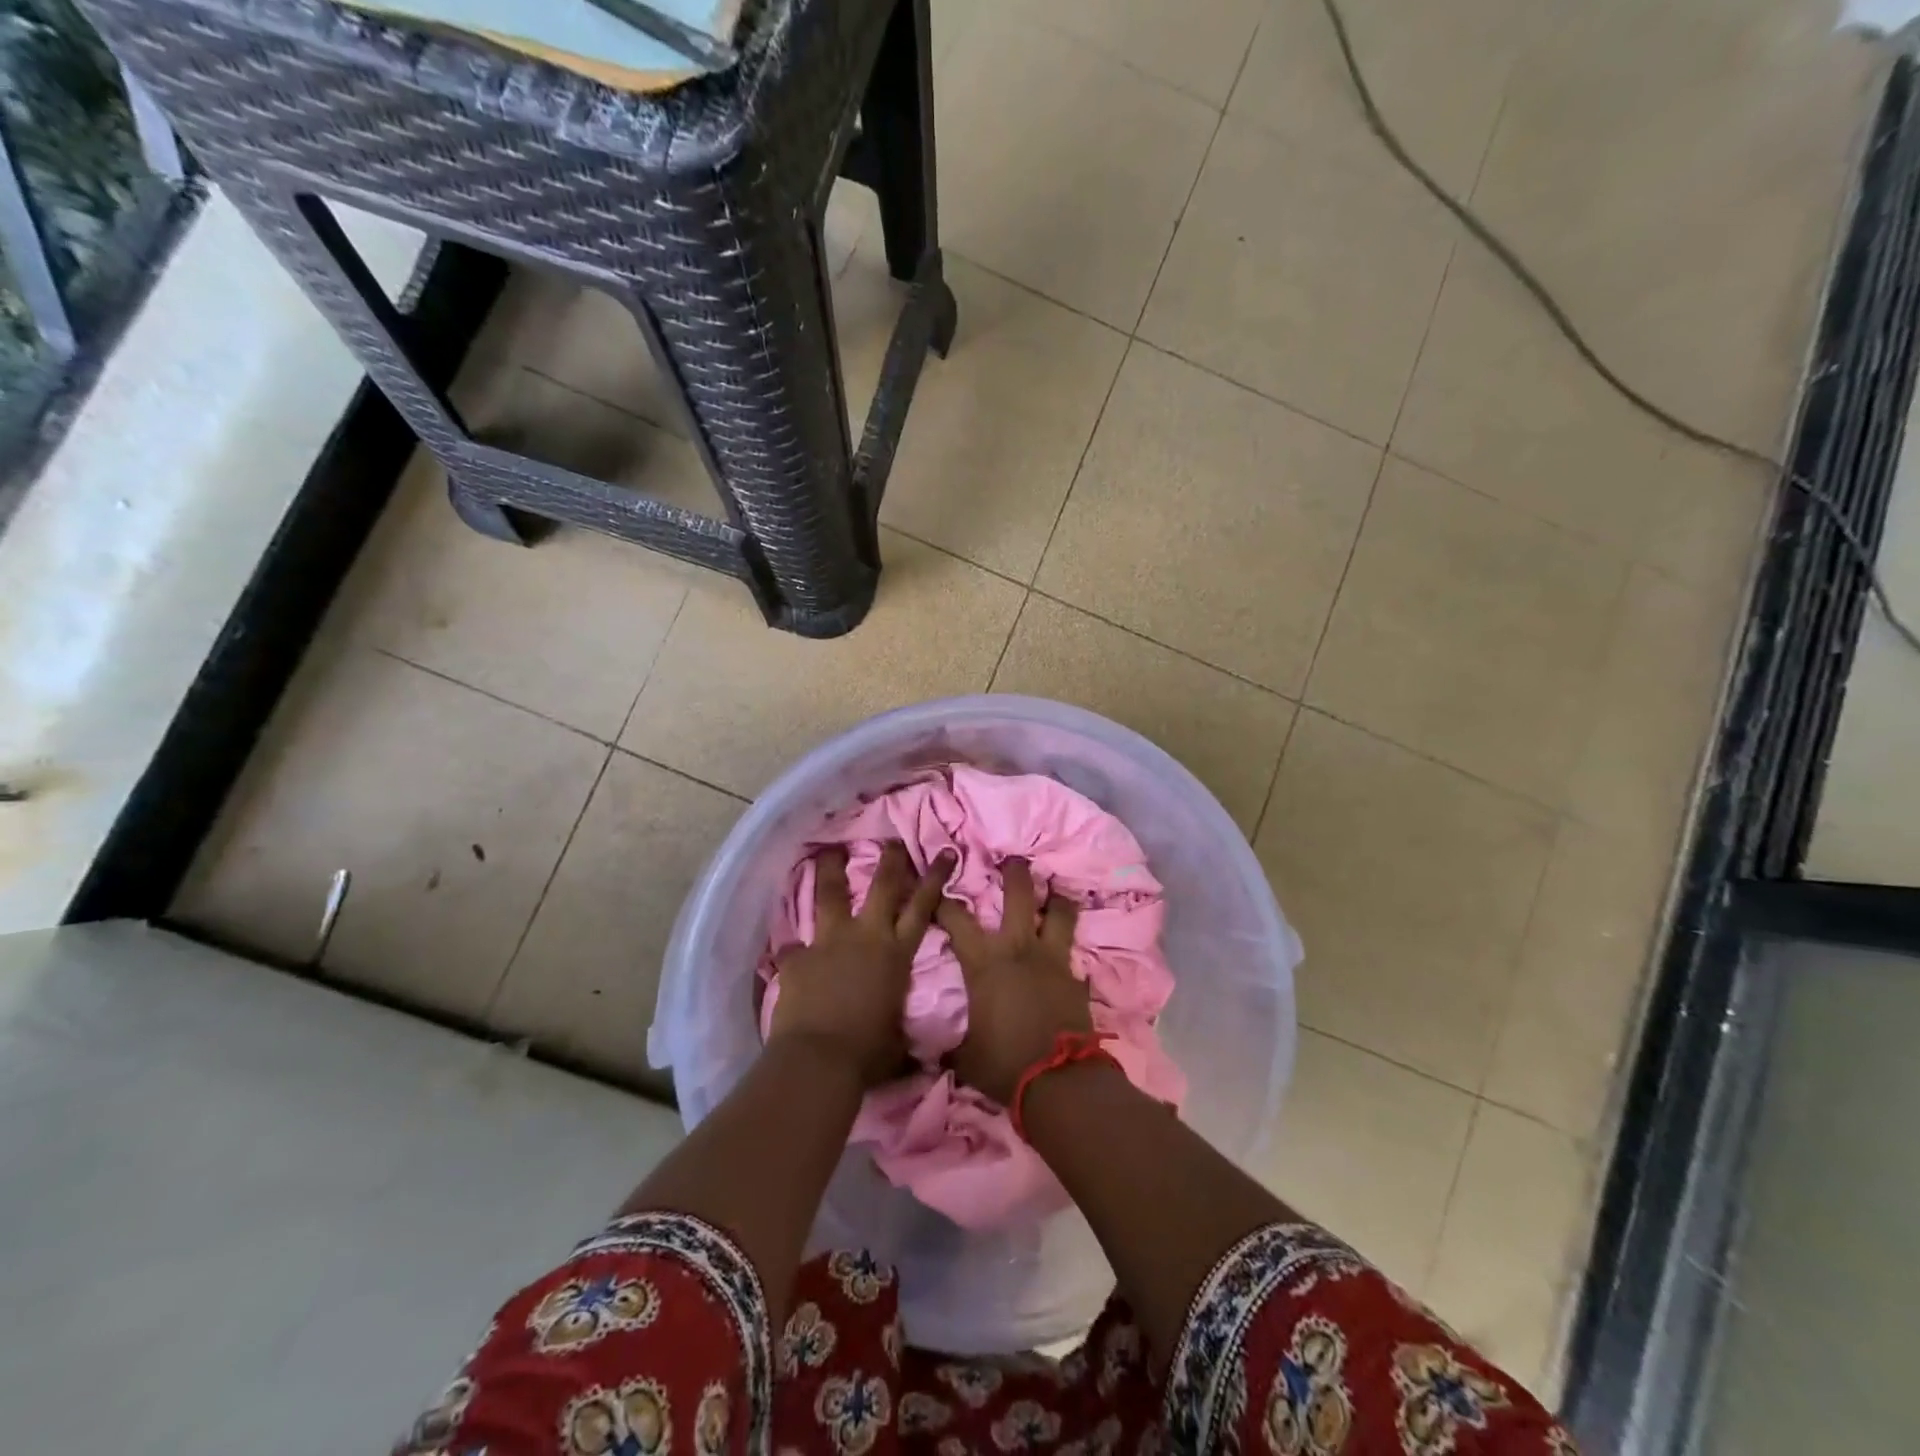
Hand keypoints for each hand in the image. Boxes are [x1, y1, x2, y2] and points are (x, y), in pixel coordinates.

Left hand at [768, 841, 953, 1086]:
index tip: (945, 852)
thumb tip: (923, 1058)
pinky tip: (786, 951)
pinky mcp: (797, 957)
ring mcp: (829, 942)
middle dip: (890, 860)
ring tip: (829, 852)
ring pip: (831, 895)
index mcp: (897, 954)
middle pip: (881, 886)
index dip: (935, 878)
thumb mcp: (899, 1041)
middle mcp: (866, 937)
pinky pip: (792, 947)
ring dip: (831, 870)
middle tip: (892, 839)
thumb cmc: (869, 1053)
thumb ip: (905, 1033)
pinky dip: (791, 950)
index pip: (923, 907)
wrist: (820, 1059)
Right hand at [936, 859, 1088, 1104]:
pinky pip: (1074, 957)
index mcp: (984, 962)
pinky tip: (1071, 959)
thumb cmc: (1003, 1063)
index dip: (945, 901)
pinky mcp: (1076, 978)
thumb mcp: (965, 1056)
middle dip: (1015, 872)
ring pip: (1060, 913)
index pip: (957, 919)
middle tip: (1014, 859)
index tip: (939, 889)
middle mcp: (1019, 948)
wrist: (1058, 1081)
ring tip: (1056, 891)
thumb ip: (950, 1045)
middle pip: (1020, 894)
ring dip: (1057, 899)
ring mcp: (1053, 960)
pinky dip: (1071, 954)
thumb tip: (930, 1053)